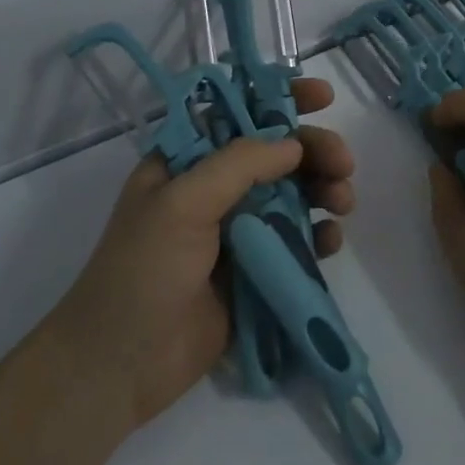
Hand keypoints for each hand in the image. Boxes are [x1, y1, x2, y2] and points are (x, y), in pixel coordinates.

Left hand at [49, 77, 355, 436]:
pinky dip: (319, 235)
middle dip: (314, 151)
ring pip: (294, 194)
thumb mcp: (182, 203)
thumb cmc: (142, 271)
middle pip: (277, 154)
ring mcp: (239, 231)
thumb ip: (239, 164)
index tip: (323, 96)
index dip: (281, 99)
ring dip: (323, 190)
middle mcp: (215, 189)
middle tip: (344, 164)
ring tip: (343, 202)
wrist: (120, 367)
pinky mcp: (258, 270)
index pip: (240, 113)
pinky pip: (298, 241)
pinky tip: (331, 241)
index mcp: (188, 162)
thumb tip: (293, 145)